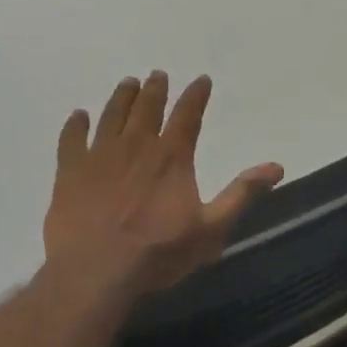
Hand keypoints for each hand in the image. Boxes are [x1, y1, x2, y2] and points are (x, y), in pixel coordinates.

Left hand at [43, 72, 283, 296]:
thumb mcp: (213, 228)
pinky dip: (76, 125)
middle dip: (155, 89)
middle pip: (147, 108)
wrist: (96, 271)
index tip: (201, 79)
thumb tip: (276, 167)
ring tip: (128, 83)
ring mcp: (99, 156)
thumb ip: (241, 194)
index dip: (196, 95)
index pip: (188, 115)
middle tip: (158, 75)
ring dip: (121, 97)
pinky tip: (78, 116)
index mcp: (172, 157)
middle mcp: (136, 146)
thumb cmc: (160, 252)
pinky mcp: (70, 172)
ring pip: (111, 116)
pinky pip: (71, 139)